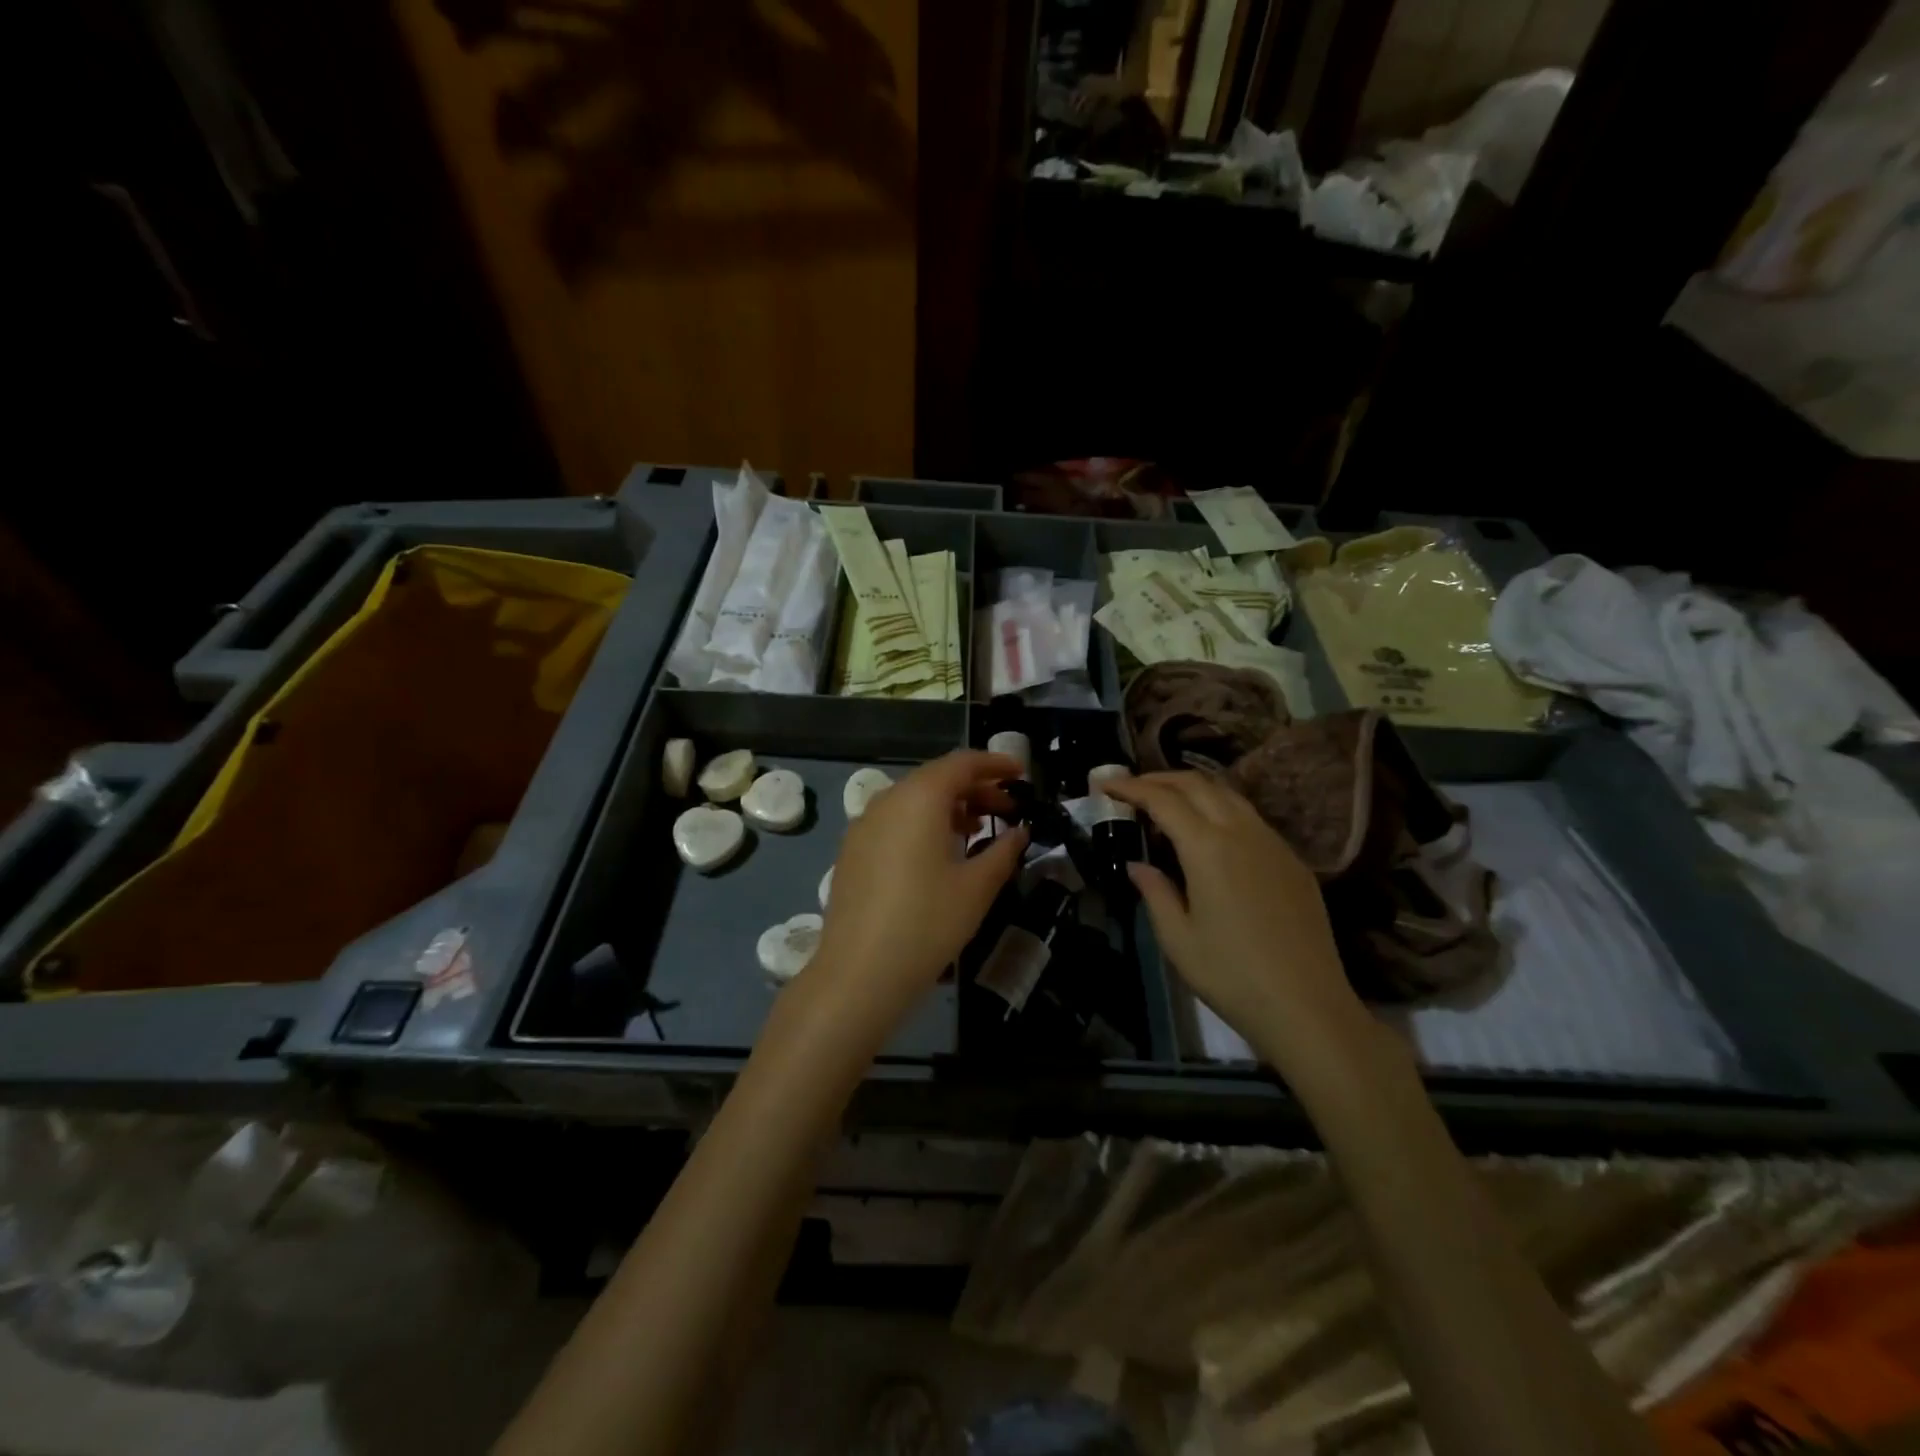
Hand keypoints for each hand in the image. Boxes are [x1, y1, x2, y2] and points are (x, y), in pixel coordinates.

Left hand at [811, 751, 1027, 1029]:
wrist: (858, 973)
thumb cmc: (927, 923)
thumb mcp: (976, 887)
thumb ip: (1003, 851)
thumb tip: (1019, 832)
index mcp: (919, 798)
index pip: (962, 763)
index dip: (995, 764)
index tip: (1021, 774)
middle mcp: (887, 801)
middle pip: (936, 778)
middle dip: (975, 787)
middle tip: (1008, 807)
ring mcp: (864, 825)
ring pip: (913, 800)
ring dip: (949, 806)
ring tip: (978, 829)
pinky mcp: (852, 851)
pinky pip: (894, 821)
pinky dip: (923, 823)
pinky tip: (939, 853)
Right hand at [1102, 771, 1368, 1062]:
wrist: (1307, 1007)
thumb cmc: (1232, 976)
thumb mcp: (1178, 939)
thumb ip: (1155, 892)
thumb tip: (1138, 865)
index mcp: (1208, 848)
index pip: (1163, 800)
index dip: (1132, 788)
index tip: (1107, 785)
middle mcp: (1242, 832)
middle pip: (1197, 784)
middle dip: (1160, 778)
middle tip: (1132, 787)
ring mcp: (1273, 843)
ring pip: (1228, 794)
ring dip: (1192, 789)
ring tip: (1166, 803)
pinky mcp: (1293, 861)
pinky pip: (1250, 817)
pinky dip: (1220, 809)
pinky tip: (1209, 833)